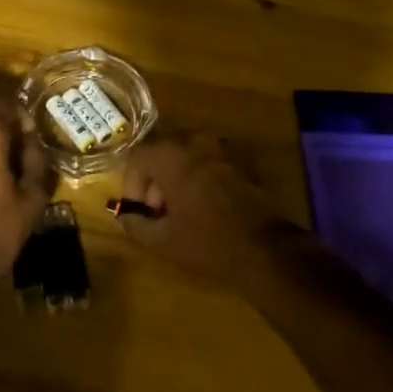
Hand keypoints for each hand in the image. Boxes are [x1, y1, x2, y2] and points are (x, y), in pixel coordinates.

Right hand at [119, 135, 289, 283]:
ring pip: (188, 156)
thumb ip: (135, 224)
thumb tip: (125, 216)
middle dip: (156, 180)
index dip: (133, 184)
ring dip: (179, 178)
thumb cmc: (207, 243)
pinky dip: (202, 177)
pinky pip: (211, 162)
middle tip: (160, 212)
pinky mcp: (242, 160)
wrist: (266, 249)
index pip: (138, 156)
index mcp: (172, 156)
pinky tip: (208, 206)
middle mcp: (196, 142)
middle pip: (163, 152)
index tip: (142, 211)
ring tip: (184, 210)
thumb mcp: (162, 241)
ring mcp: (223, 148)